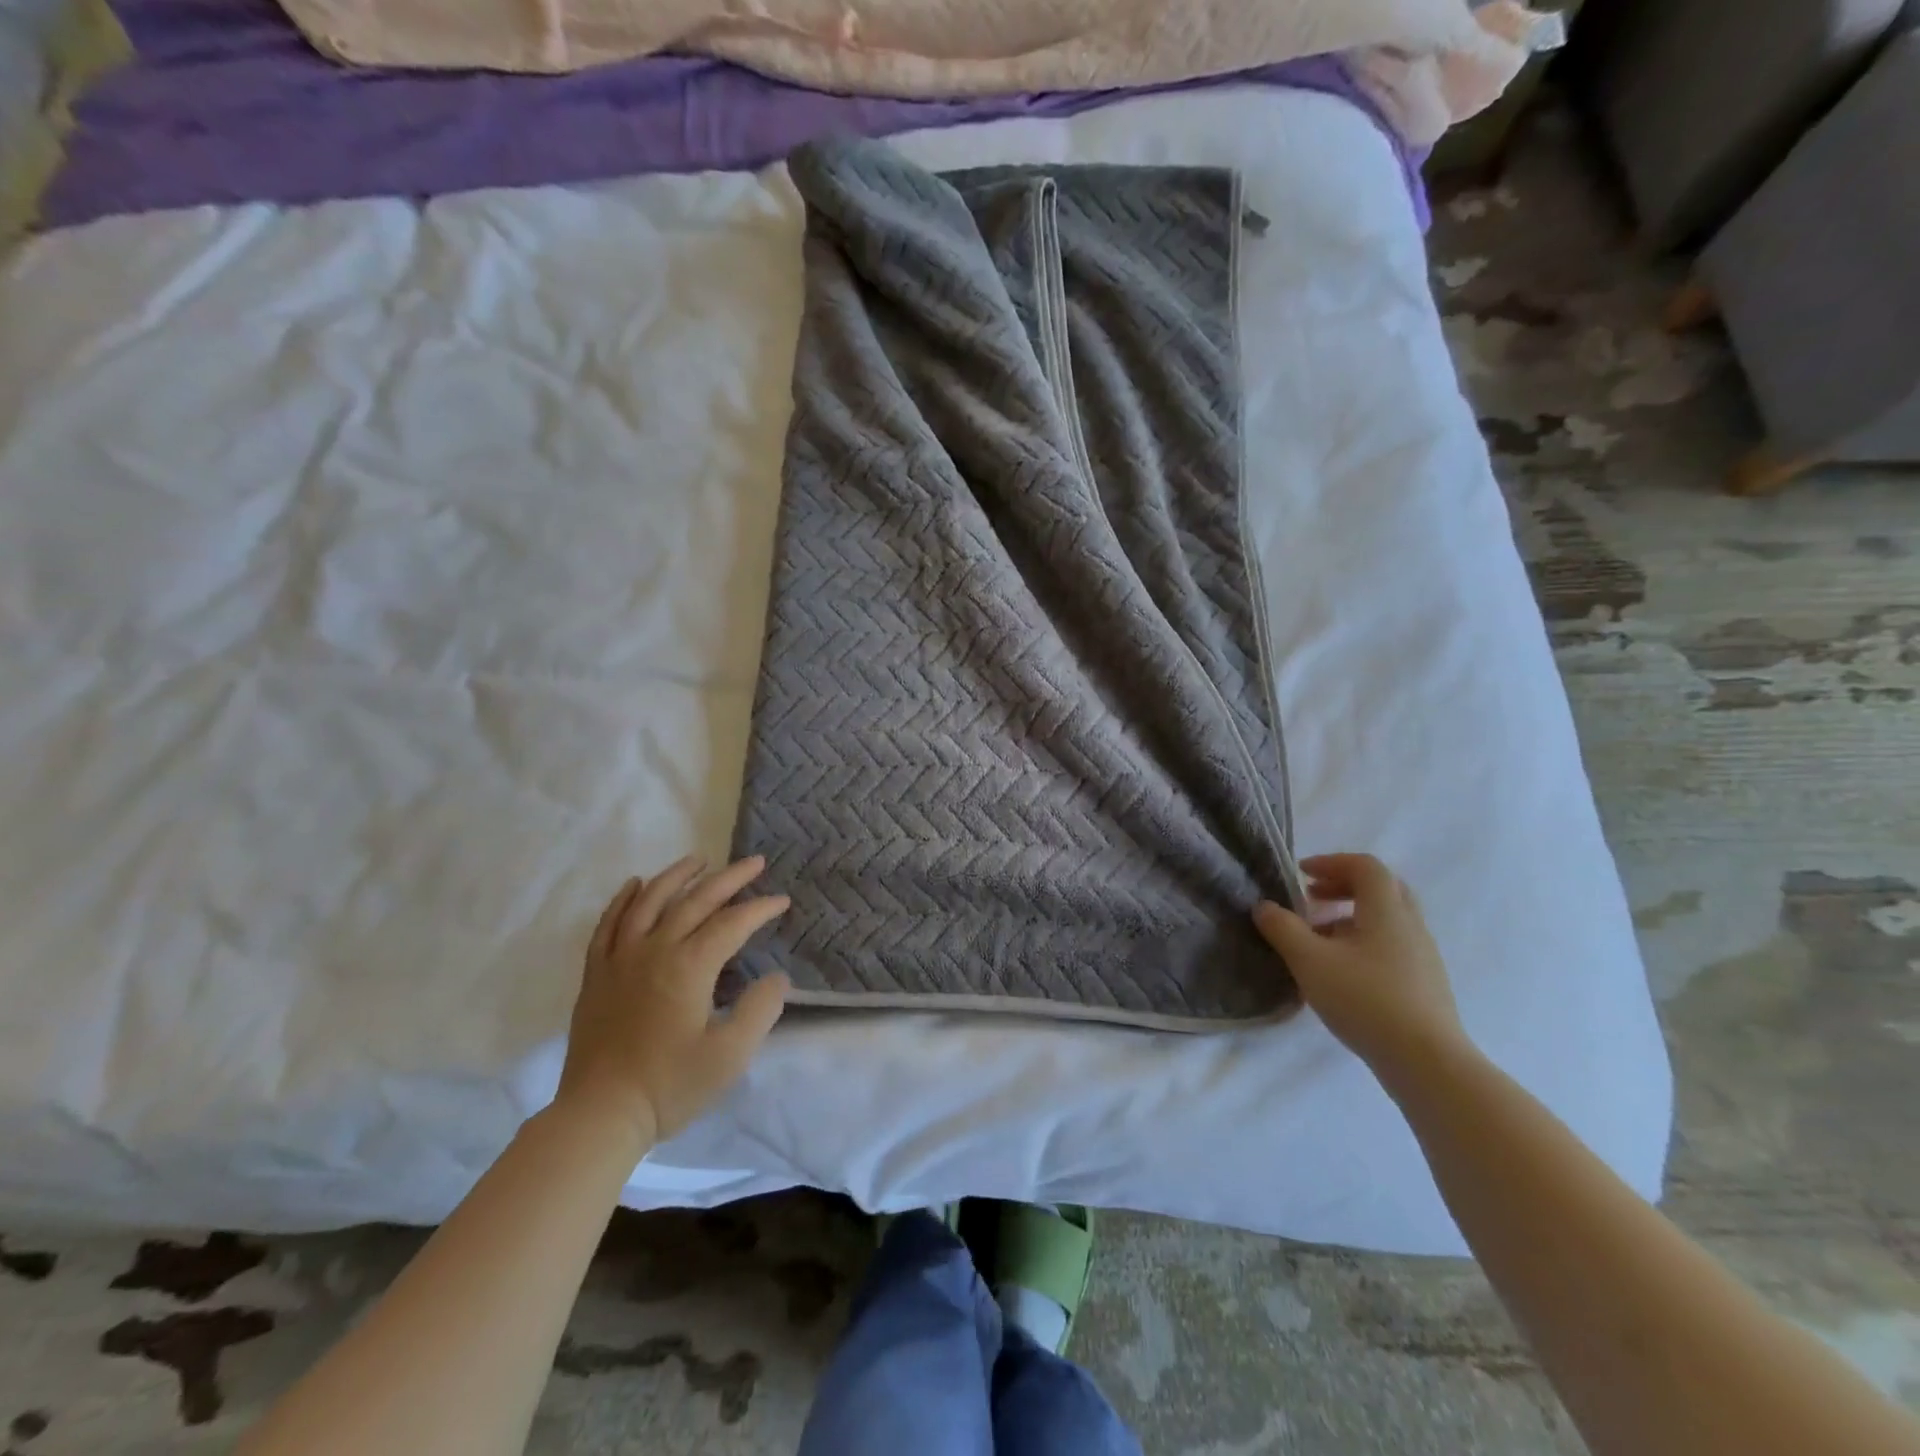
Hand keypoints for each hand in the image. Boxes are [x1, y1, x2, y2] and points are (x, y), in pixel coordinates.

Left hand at [557, 856, 789, 1148]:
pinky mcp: (597, 975)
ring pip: (650, 902)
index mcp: (689, 966)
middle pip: (696, 901)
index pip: (732, 923)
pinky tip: (635, 885)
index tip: (782, 901)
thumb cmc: (670, 1086)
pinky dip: (623, 899)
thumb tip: (777, 977)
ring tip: (699, 860)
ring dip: (677, 876)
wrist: (599, 1115)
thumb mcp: (730, 1055)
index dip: (760, 909)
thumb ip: (759, 1010)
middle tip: (755, 862)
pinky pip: (608, 925)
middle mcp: (654, 950)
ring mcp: (620, 959)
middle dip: (729, 878)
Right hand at [1252, 853, 1466, 1081]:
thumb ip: (1282, 928)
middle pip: (1381, 888)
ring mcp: (1423, 956)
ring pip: (1386, 920)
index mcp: (1387, 910)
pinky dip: (1364, 943)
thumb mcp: (1309, 960)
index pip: (1365, 866)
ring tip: (1319, 939)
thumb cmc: (1365, 999)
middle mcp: (1411, 925)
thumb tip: (1264, 907)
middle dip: (1343, 887)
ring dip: (1351, 917)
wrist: (1427, 1062)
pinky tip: (1342, 972)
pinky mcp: (1426, 985)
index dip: (1331, 862)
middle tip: (1311, 899)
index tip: (1301, 874)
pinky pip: (1392, 946)